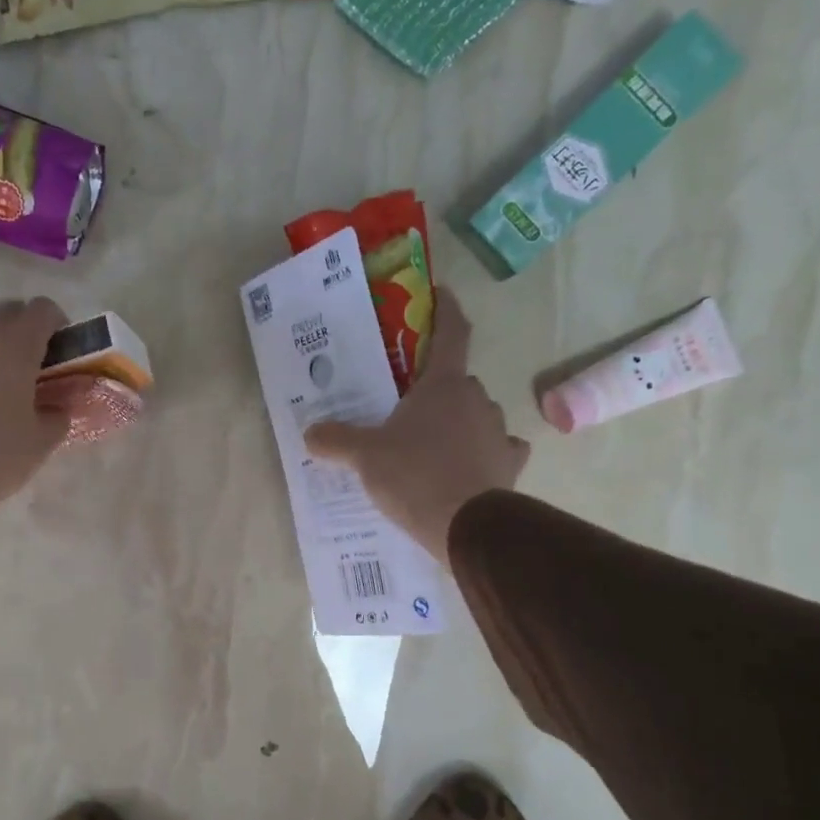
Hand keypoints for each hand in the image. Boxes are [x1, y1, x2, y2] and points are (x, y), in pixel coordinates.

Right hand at [304, 289, 528, 563]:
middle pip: (457, 382)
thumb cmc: (413, 474)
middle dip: (436, 390)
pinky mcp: (509, 464)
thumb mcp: (364, 456)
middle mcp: (476, 399)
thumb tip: (310, 433)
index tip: (442, 294)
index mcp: (443, 385)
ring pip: (476, 415)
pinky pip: (498, 448)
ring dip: (459, 422)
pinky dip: (485, 452)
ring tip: (432, 446)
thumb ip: (336, 440)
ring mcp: (497, 431)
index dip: (447, 310)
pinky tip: (470, 466)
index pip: (452, 334)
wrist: (465, 525)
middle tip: (409, 408)